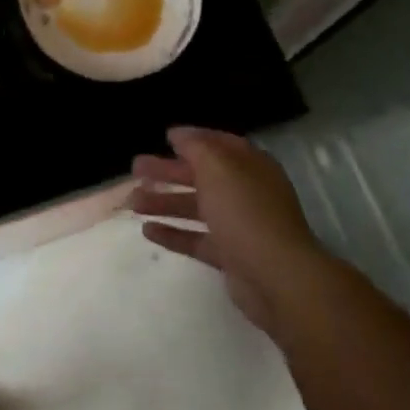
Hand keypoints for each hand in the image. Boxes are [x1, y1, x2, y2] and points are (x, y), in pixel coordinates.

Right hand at [131, 127, 324, 336]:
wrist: (276, 276)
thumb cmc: (245, 211)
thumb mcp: (217, 167)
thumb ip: (195, 146)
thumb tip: (178, 133)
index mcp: (249, 165)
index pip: (219, 144)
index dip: (192, 139)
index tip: (164, 137)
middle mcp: (245, 191)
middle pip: (201, 175)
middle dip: (168, 171)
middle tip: (136, 168)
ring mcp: (238, 225)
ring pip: (195, 207)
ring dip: (164, 202)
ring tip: (132, 202)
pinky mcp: (229, 255)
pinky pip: (196, 239)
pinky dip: (173, 233)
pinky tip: (147, 231)